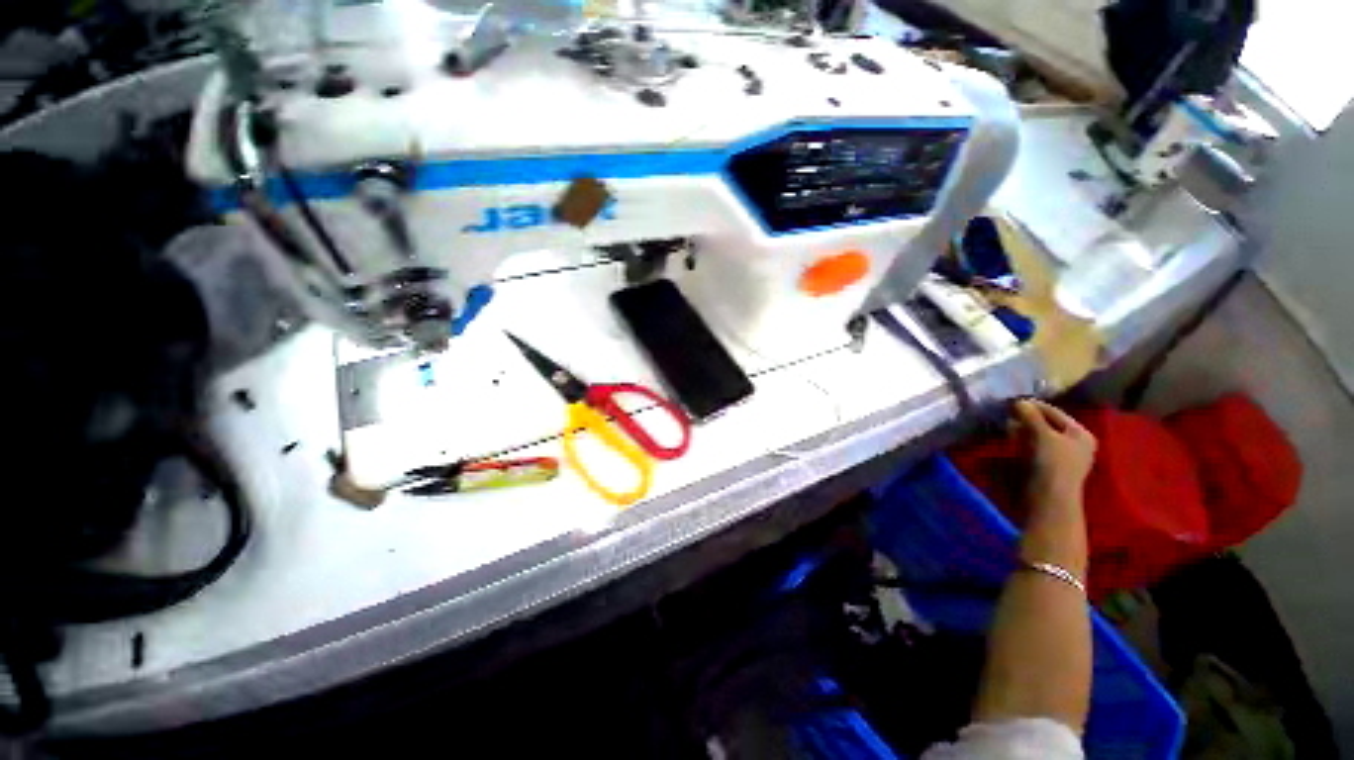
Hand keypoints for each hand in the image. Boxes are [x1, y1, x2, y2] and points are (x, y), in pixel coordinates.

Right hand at [1014, 399, 1096, 505]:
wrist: (1049, 499)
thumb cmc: (1053, 463)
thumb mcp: (1042, 435)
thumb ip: (1030, 416)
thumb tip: (1018, 401)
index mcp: (1081, 433)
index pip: (1054, 412)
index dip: (1033, 406)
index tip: (1010, 401)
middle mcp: (1075, 443)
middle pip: (1047, 424)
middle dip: (1026, 419)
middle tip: (1006, 413)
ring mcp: (1062, 457)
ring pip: (1039, 436)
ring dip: (1022, 430)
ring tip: (1005, 425)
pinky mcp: (1048, 467)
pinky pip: (1034, 448)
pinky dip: (1022, 442)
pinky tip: (1010, 440)